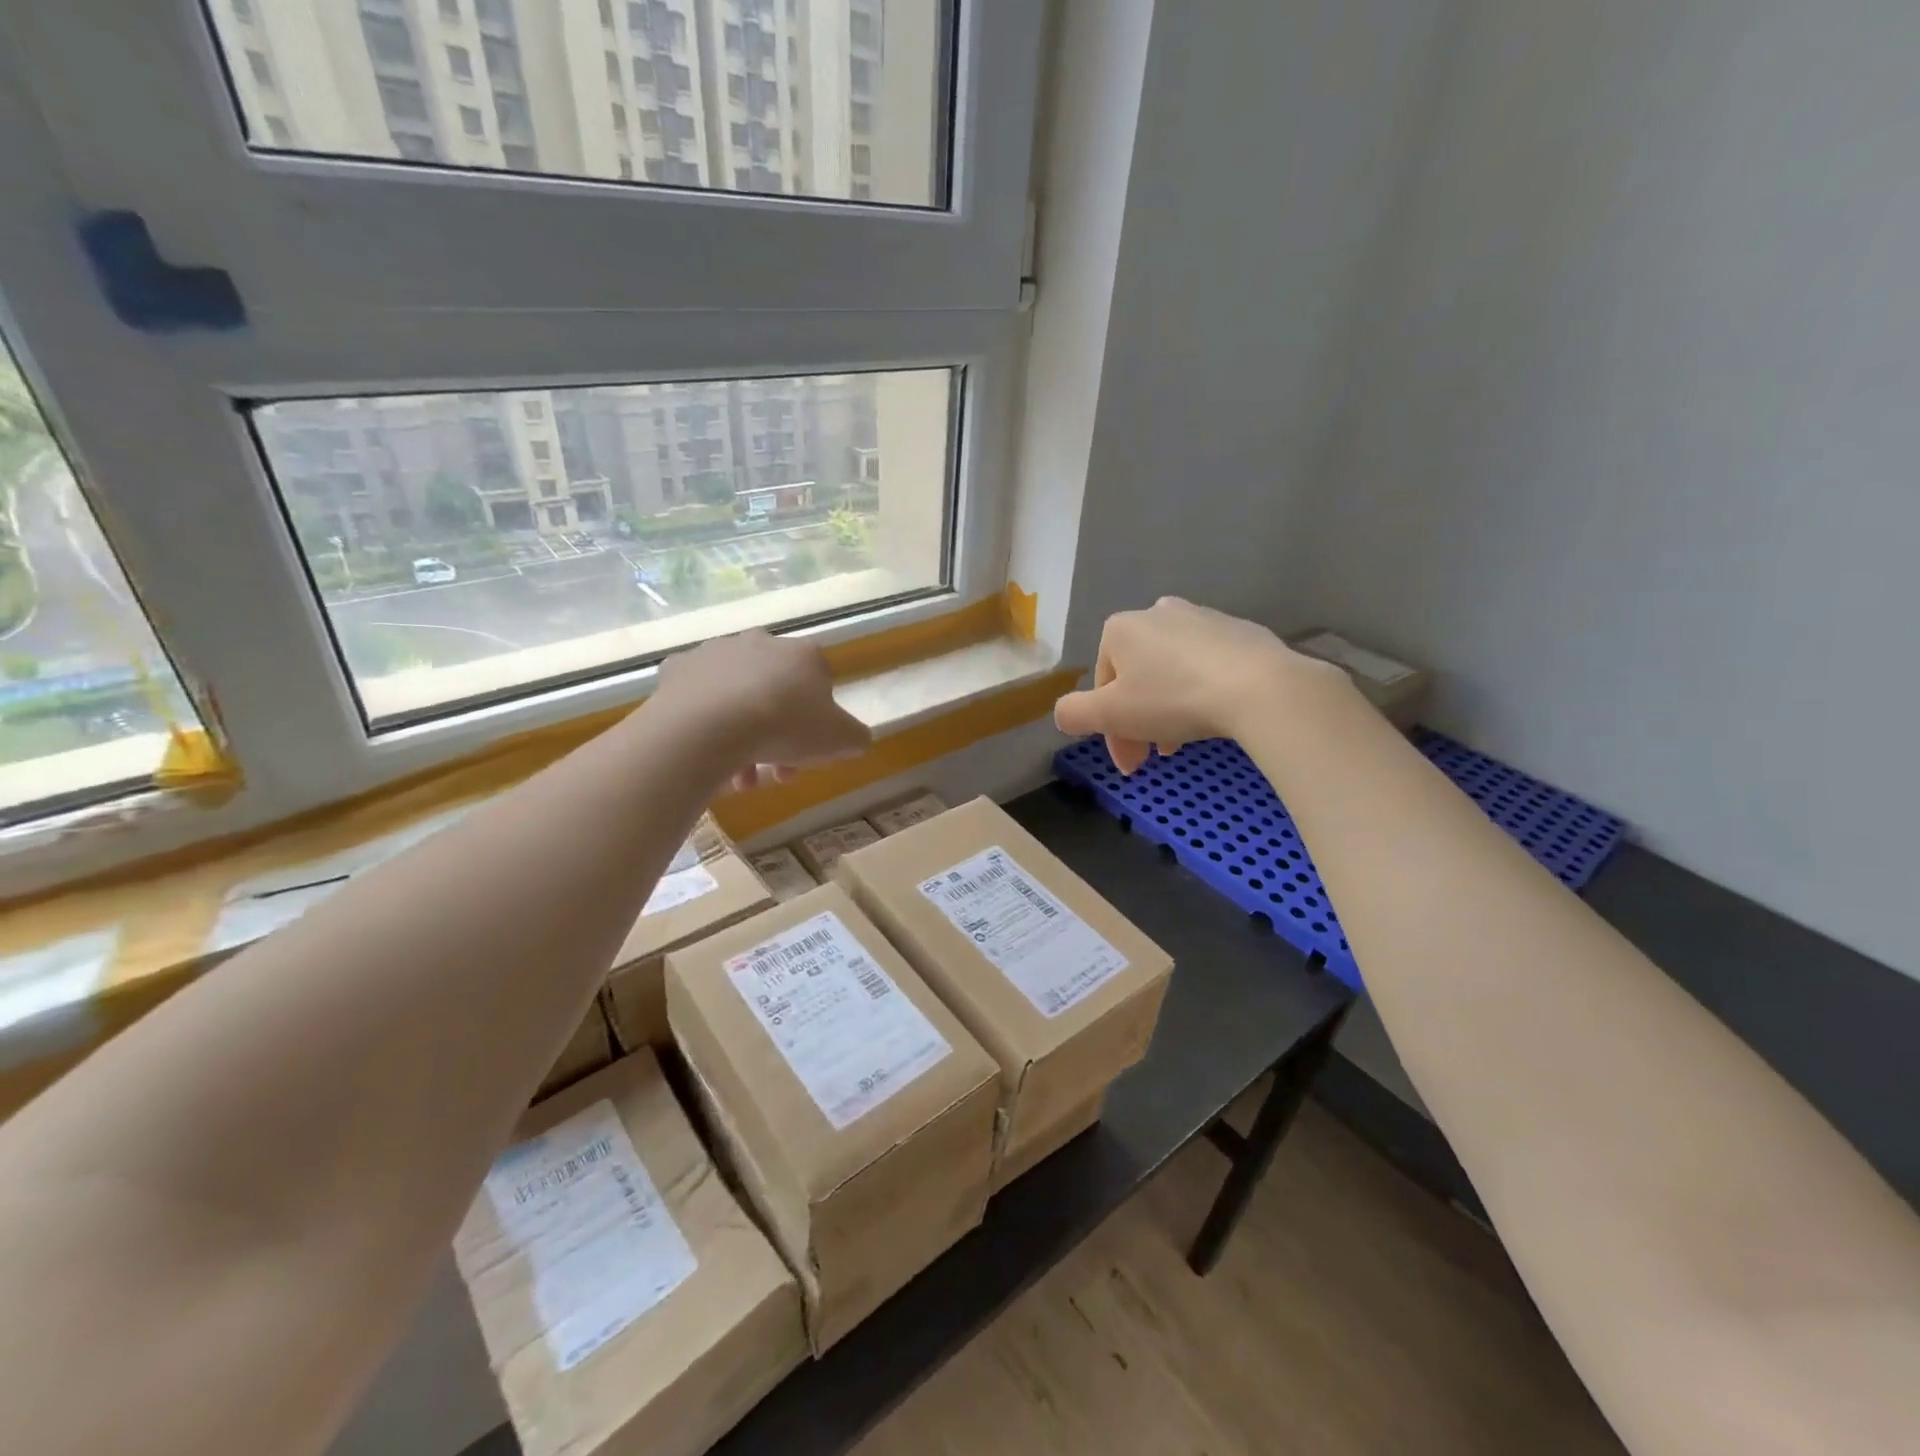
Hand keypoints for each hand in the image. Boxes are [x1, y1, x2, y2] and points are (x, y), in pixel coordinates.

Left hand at [654, 631, 871, 790]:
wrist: (710, 726)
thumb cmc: (785, 727)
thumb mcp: (841, 739)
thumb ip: (855, 736)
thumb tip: (855, 739)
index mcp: (803, 654)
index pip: (820, 684)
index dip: (818, 723)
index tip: (809, 754)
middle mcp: (760, 642)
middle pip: (776, 691)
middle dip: (779, 733)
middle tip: (774, 774)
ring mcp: (715, 651)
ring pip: (736, 696)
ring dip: (743, 734)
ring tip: (738, 779)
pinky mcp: (677, 668)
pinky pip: (696, 696)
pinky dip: (704, 720)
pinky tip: (707, 748)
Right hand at [1054, 598, 1341, 772]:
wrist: (1261, 687)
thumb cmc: (1174, 698)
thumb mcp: (1111, 715)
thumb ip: (1074, 713)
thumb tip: (1063, 714)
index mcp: (1120, 629)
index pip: (1102, 685)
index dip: (1109, 731)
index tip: (1131, 764)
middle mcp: (1157, 613)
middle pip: (1137, 677)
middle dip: (1139, 721)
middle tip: (1155, 759)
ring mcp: (1202, 618)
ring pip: (1172, 672)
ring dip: (1169, 709)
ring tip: (1185, 742)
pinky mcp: (1240, 630)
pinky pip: (1208, 666)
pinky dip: (1202, 691)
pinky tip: (1215, 715)